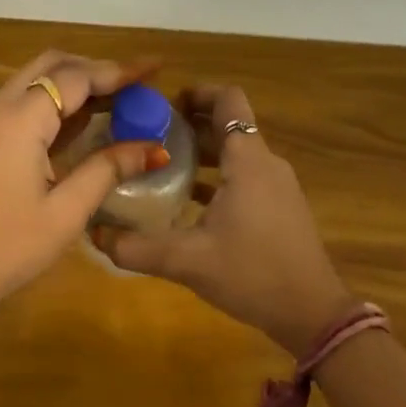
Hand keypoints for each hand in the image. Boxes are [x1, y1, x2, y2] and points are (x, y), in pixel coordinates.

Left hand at [0, 50, 167, 333]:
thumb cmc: (3, 248)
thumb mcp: (64, 212)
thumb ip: (107, 170)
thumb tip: (154, 148)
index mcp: (19, 119)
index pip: (76, 77)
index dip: (119, 71)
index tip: (156, 69)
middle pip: (50, 66)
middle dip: (95, 70)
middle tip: (135, 88)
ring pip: (33, 83)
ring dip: (74, 86)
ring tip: (118, 103)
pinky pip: (20, 106)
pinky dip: (53, 105)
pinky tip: (81, 126)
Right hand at [94, 84, 355, 354]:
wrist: (312, 312)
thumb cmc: (252, 274)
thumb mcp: (187, 261)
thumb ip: (136, 248)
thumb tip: (93, 234)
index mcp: (247, 160)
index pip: (228, 100)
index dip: (196, 94)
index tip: (162, 109)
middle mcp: (266, 164)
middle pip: (228, 125)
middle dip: (189, 126)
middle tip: (148, 139)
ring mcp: (277, 186)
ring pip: (236, 153)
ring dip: (202, 153)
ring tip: (161, 168)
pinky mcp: (280, 208)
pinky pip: (246, 177)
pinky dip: (218, 178)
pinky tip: (189, 203)